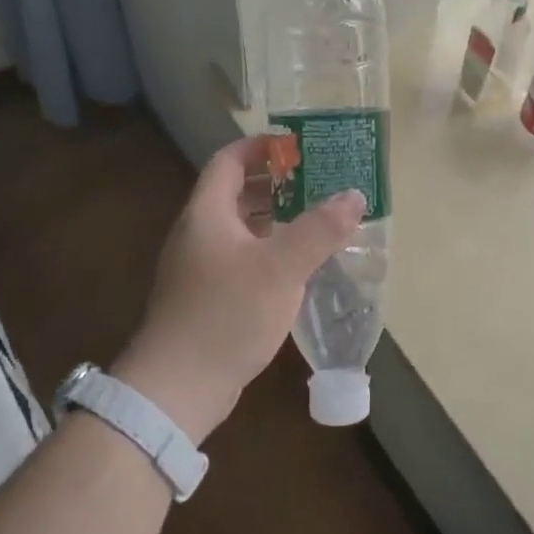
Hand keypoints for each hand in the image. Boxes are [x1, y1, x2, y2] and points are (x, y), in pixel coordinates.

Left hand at [111, 136, 364, 442]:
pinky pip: (242, 257)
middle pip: (235, 192)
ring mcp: (200, 267)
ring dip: (275, 218)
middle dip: (275, 182)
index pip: (229, 161)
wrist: (177, 387)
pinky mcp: (207, 297)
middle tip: (318, 180)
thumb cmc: (227, 315)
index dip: (260, 147)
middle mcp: (199, 233)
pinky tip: (297, 265)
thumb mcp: (281, 268)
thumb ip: (320, 230)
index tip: (297, 146)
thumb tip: (355, 195)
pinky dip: (269, 250)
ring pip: (240, 227)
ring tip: (316, 217)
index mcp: (207, 214)